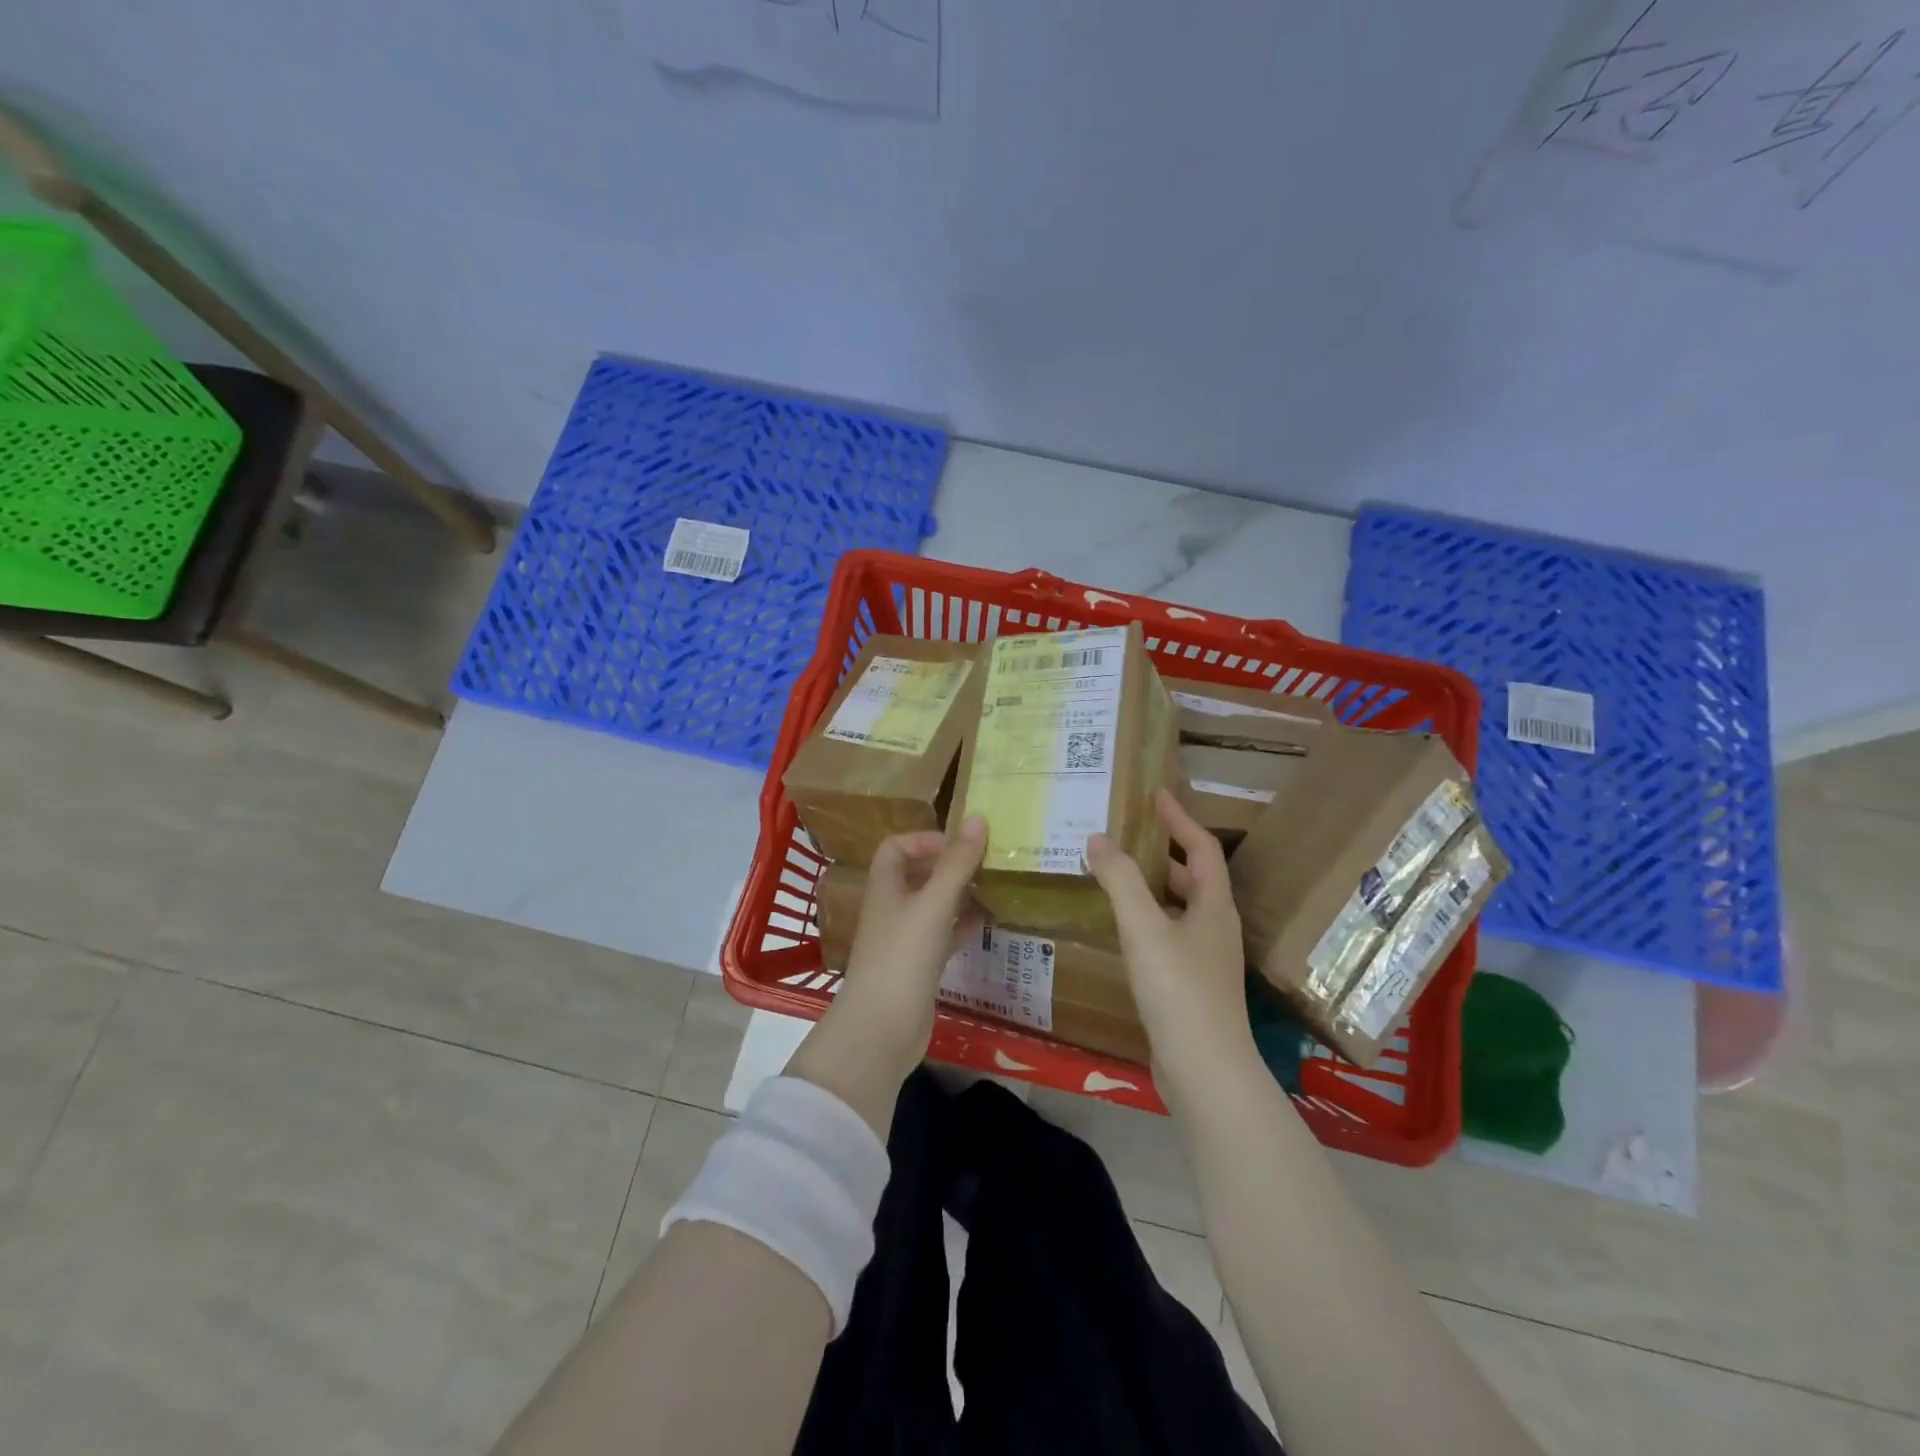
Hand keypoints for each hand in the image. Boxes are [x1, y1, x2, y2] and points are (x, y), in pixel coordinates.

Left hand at [786, 818, 987, 1132]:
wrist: (883, 1028)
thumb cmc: (903, 956)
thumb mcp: (934, 904)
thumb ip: (957, 863)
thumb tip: (977, 818)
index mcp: (885, 887)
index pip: (896, 847)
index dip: (924, 840)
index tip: (959, 846)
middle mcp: (890, 908)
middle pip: (916, 875)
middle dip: (948, 866)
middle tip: (985, 863)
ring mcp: (903, 939)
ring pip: (932, 906)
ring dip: (958, 895)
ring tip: (992, 887)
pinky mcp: (917, 967)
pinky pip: (941, 935)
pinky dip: (961, 926)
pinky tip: (987, 923)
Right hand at [1086, 789, 1258, 1103]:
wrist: (1205, 1071)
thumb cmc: (1179, 991)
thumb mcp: (1144, 928)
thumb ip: (1120, 881)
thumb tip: (1097, 838)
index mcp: (1213, 905)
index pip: (1201, 848)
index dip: (1179, 819)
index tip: (1154, 795)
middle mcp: (1214, 926)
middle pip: (1191, 876)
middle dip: (1161, 851)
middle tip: (1123, 833)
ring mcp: (1204, 958)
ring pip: (1176, 907)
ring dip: (1150, 886)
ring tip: (1112, 873)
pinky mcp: (1189, 984)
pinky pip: (1166, 934)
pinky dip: (1144, 918)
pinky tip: (1118, 926)